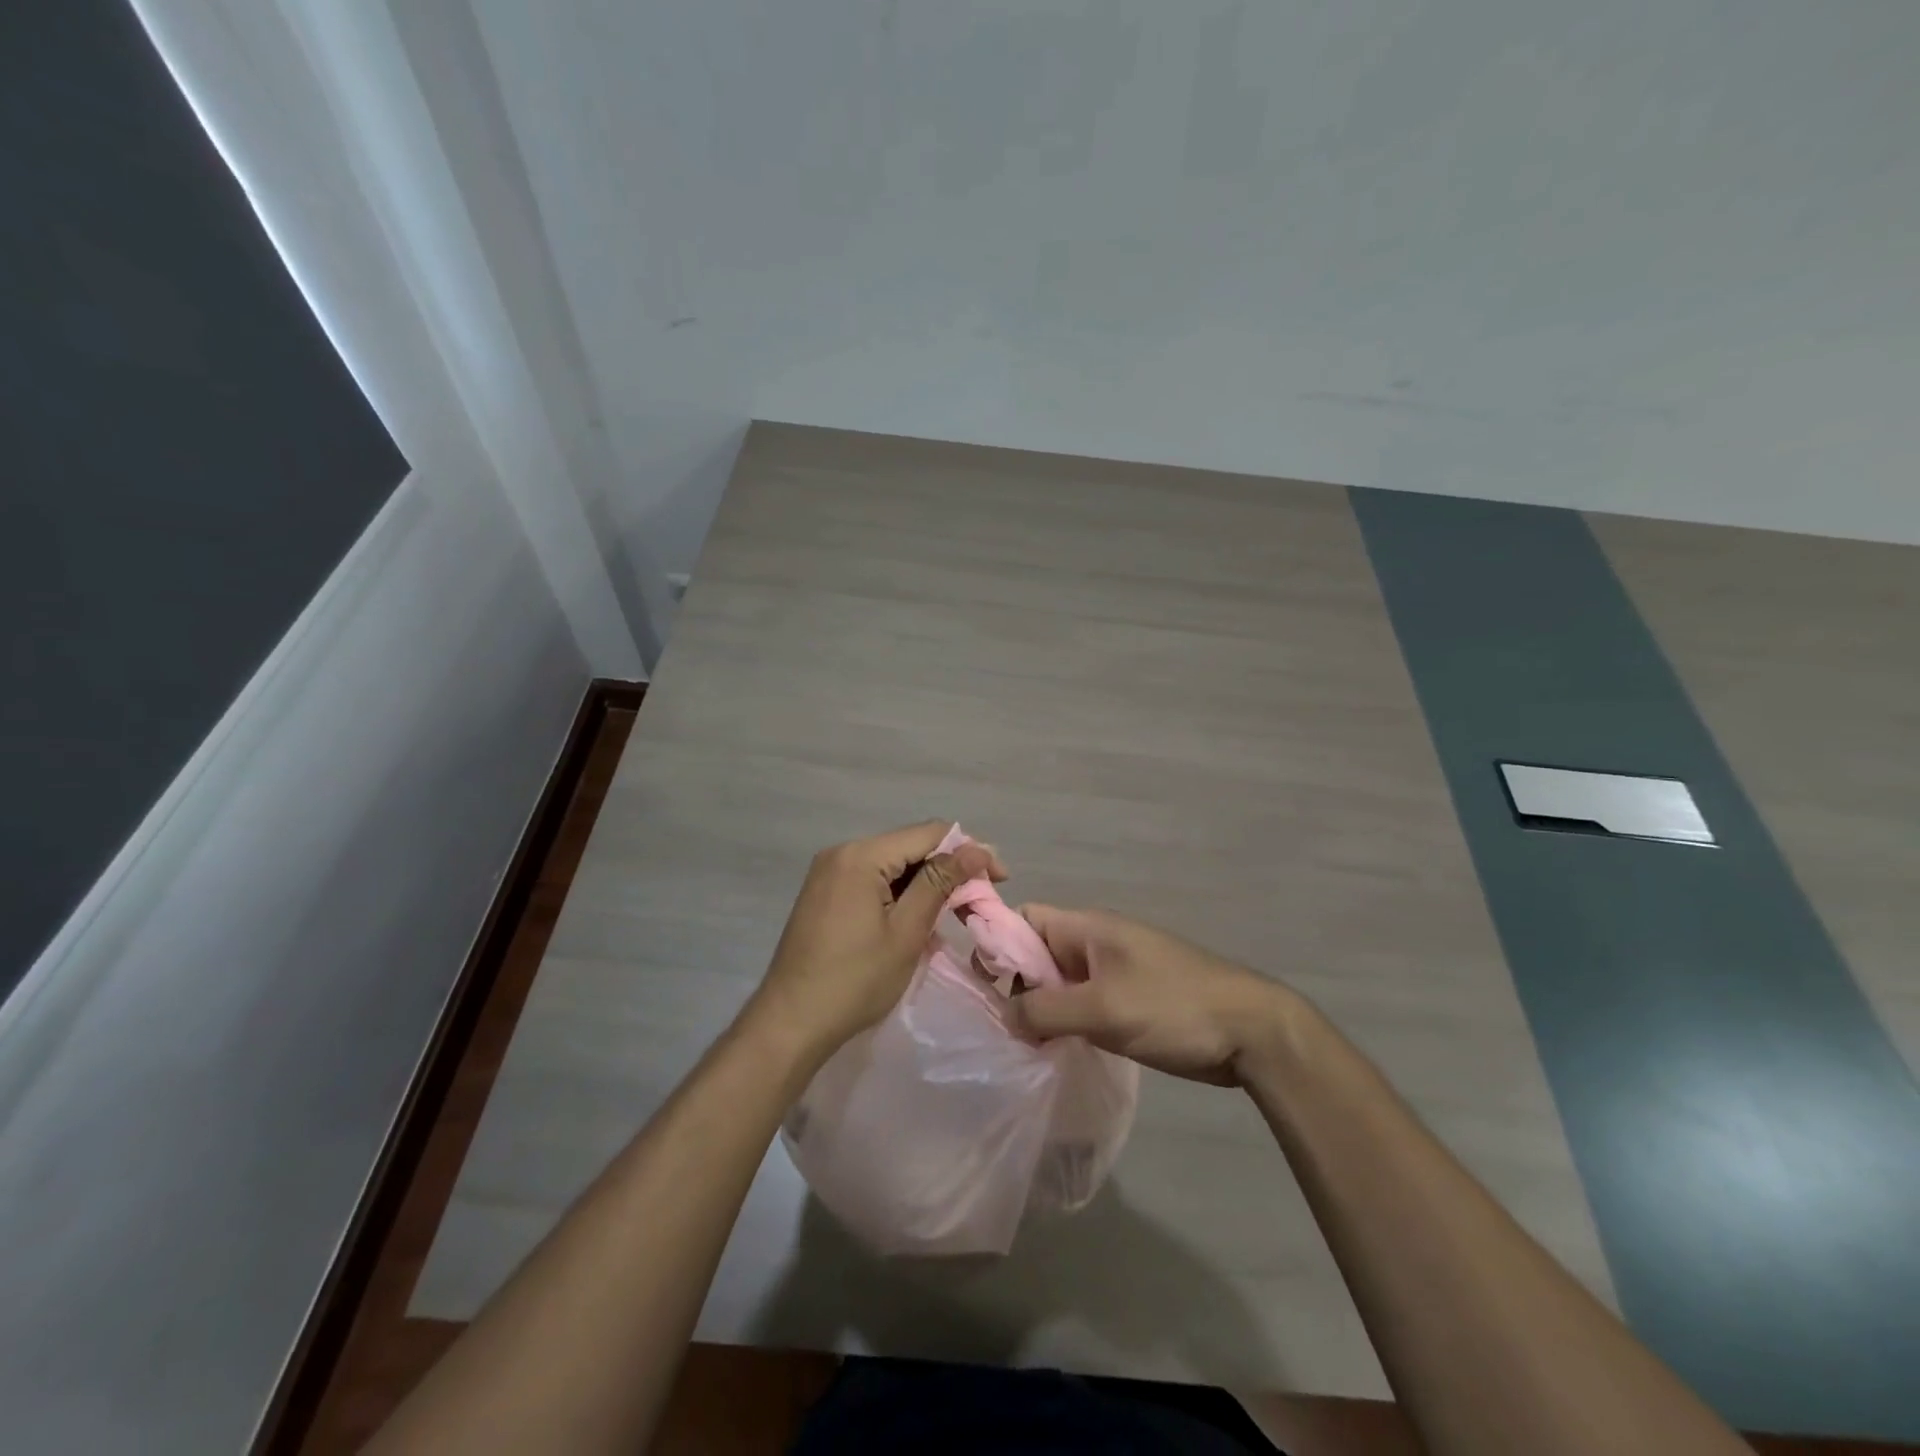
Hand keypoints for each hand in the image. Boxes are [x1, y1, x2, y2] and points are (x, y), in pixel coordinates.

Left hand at [745, 821, 1004, 1062]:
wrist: (790, 1023)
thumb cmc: (855, 980)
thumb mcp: (906, 932)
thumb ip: (940, 883)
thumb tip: (977, 848)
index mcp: (861, 856)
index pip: (929, 834)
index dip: (969, 851)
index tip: (1000, 878)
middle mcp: (843, 853)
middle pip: (910, 847)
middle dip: (949, 869)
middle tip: (980, 901)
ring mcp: (829, 873)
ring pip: (893, 866)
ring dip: (926, 885)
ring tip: (954, 915)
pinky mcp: (825, 894)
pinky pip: (873, 881)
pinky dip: (900, 896)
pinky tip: (918, 921)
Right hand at [1008, 906, 1297, 1085]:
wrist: (1249, 1031)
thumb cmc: (1172, 1005)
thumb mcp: (1102, 1008)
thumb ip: (1045, 1010)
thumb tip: (1004, 1016)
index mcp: (1086, 927)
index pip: (1025, 919)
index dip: (997, 942)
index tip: (981, 985)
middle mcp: (1094, 944)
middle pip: (1037, 953)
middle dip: (1016, 985)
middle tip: (1003, 1027)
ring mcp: (1113, 973)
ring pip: (1059, 983)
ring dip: (1041, 1009)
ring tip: (1024, 1046)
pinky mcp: (1127, 1002)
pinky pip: (1081, 1005)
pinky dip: (1065, 1023)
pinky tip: (1055, 1052)